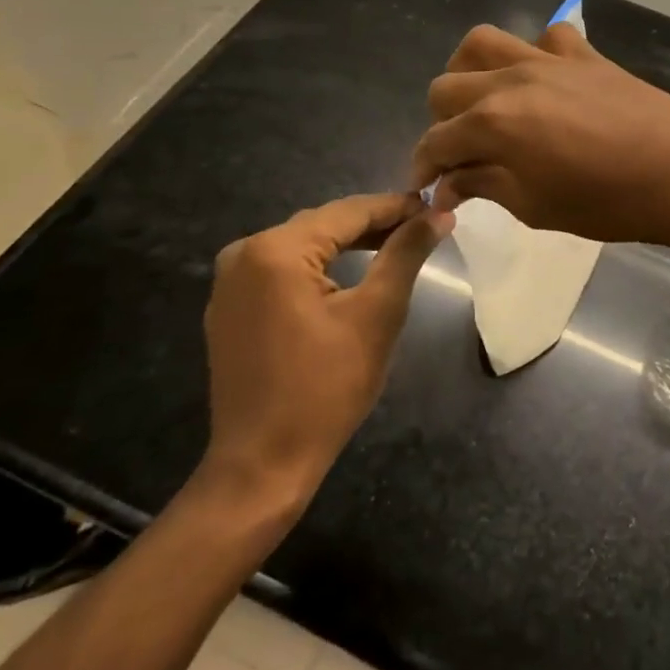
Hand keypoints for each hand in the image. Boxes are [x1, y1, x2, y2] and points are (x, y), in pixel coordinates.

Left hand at [198, 193, 450, 507]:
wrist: (262, 464)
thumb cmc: (326, 388)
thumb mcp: (377, 314)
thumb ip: (406, 253)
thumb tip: (439, 213)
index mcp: (276, 249)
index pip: (348, 212)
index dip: (396, 207)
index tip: (435, 206)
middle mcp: (244, 253)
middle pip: (323, 225)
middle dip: (374, 225)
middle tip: (423, 227)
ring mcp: (230, 281)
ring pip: (303, 245)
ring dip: (349, 244)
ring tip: (396, 246)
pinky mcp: (230, 307)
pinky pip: (283, 270)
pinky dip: (320, 267)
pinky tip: (351, 274)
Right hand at [411, 23, 669, 246]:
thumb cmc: (607, 202)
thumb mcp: (535, 207)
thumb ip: (485, 186)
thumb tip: (449, 184)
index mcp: (493, 122)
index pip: (436, 140)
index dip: (423, 167)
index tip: (426, 188)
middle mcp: (510, 80)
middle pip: (446, 86)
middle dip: (441, 122)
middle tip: (460, 152)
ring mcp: (548, 59)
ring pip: (484, 43)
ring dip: (470, 72)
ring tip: (483, 101)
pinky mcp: (585, 54)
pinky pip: (548, 36)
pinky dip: (536, 52)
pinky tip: (544, 79)